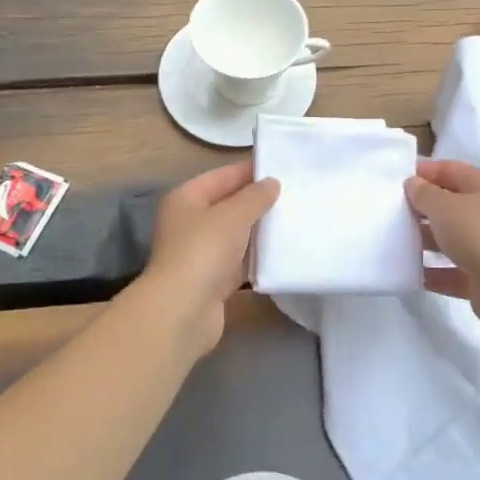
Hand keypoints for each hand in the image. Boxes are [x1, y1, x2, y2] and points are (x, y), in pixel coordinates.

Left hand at [141, 161, 280, 357]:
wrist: (183, 310)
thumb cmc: (204, 251)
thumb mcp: (233, 215)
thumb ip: (255, 197)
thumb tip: (272, 183)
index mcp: (186, 198)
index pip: (222, 176)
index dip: (250, 171)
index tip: (283, 169)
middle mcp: (190, 222)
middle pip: (229, 205)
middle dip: (258, 201)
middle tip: (295, 195)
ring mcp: (200, 252)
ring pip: (236, 234)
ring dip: (260, 230)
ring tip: (294, 220)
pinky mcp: (213, 279)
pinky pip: (240, 261)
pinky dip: (257, 257)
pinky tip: (282, 252)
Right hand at [405, 159, 479, 329]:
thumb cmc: (477, 232)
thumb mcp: (444, 206)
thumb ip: (424, 193)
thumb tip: (413, 184)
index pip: (450, 170)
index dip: (424, 172)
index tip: (396, 180)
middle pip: (449, 205)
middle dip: (421, 208)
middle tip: (391, 211)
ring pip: (448, 239)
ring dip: (424, 241)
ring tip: (394, 241)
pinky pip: (449, 271)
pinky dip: (431, 272)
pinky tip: (408, 273)